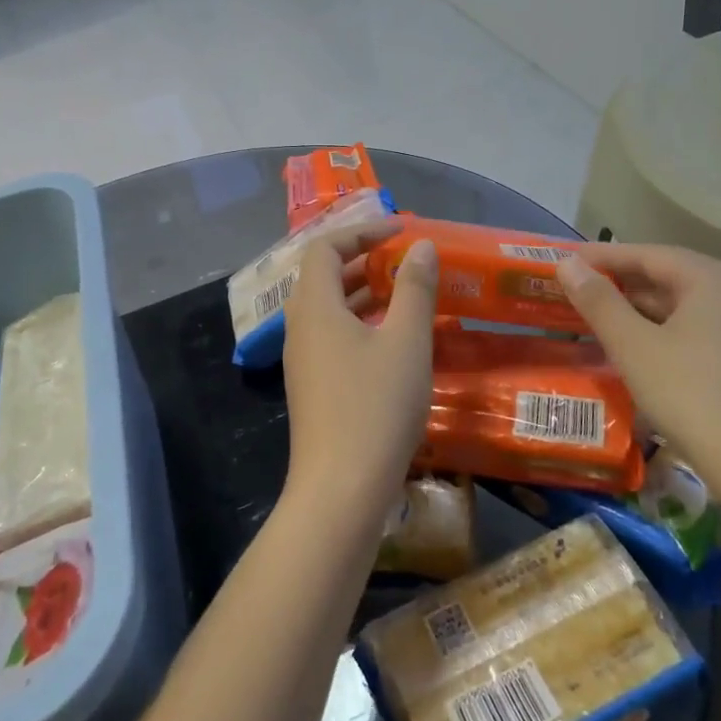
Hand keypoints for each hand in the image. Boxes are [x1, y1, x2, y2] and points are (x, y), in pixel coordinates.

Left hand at [282, 233, 438, 522]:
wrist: (341, 489)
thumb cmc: (375, 406)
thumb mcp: (406, 341)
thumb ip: (414, 288)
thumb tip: (420, 247)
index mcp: (315, 306)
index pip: (325, 247)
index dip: (362, 232)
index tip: (401, 232)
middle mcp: (299, 326)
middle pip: (323, 275)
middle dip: (363, 260)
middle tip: (404, 260)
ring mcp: (302, 359)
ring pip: (328, 308)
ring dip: (362, 292)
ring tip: (404, 292)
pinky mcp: (311, 386)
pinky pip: (332, 335)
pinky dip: (359, 322)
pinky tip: (392, 338)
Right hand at [554, 244, 720, 502]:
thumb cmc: (693, 397)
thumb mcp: (634, 346)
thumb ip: (598, 300)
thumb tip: (567, 262)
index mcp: (715, 278)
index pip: (648, 254)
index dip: (602, 256)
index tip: (563, 260)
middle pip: (670, 277)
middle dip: (621, 284)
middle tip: (575, 291)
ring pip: (687, 307)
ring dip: (641, 311)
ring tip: (597, 320)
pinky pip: (702, 331)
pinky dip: (666, 333)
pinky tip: (638, 351)